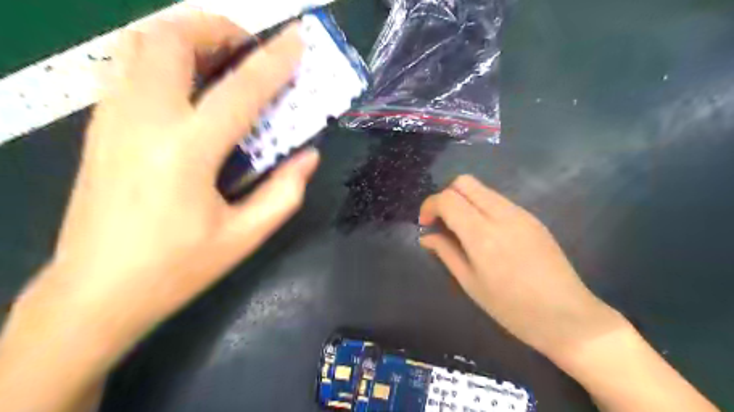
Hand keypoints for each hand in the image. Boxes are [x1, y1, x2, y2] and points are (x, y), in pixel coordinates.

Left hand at [9, 10, 314, 354]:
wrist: (96, 291)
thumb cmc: (178, 267)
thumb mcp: (245, 236)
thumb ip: (284, 192)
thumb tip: (308, 155)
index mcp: (186, 152)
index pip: (240, 90)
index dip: (274, 61)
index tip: (297, 39)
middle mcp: (143, 121)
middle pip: (171, 40)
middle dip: (217, 30)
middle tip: (250, 50)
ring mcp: (111, 118)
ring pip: (140, 44)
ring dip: (186, 37)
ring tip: (221, 59)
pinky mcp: (98, 126)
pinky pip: (128, 67)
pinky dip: (162, 57)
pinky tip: (188, 84)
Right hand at [418, 176, 623, 361]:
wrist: (567, 317)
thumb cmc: (512, 308)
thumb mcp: (471, 283)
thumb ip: (446, 252)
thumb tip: (427, 236)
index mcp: (482, 235)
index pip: (448, 199)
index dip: (430, 205)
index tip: (426, 224)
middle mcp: (501, 214)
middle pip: (464, 182)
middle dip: (446, 196)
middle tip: (443, 222)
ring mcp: (520, 213)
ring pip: (482, 188)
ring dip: (464, 201)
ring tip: (462, 229)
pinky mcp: (532, 217)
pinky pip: (498, 200)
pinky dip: (482, 207)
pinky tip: (485, 233)